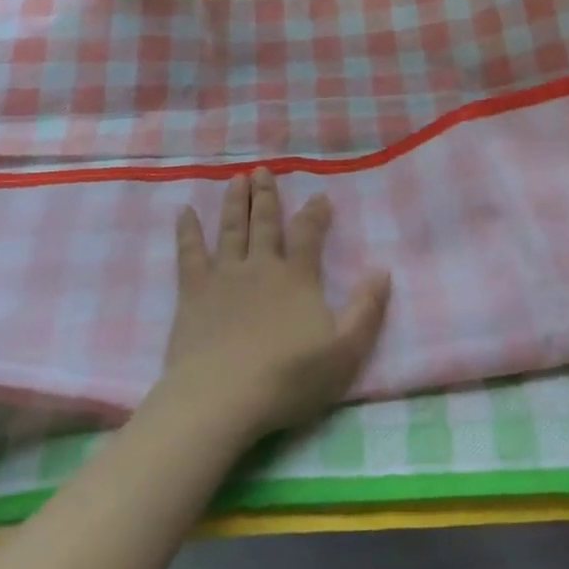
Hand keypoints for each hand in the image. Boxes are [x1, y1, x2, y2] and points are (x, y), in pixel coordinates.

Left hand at [158, 168, 391, 439]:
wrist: (221, 399)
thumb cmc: (289, 377)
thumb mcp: (345, 350)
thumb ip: (366, 309)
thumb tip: (383, 271)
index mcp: (297, 277)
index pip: (309, 234)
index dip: (315, 213)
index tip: (320, 196)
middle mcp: (261, 267)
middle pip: (266, 223)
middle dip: (267, 195)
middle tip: (263, 170)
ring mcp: (224, 277)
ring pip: (232, 229)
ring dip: (236, 203)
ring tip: (237, 179)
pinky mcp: (193, 294)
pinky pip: (189, 254)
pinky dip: (188, 231)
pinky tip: (185, 212)